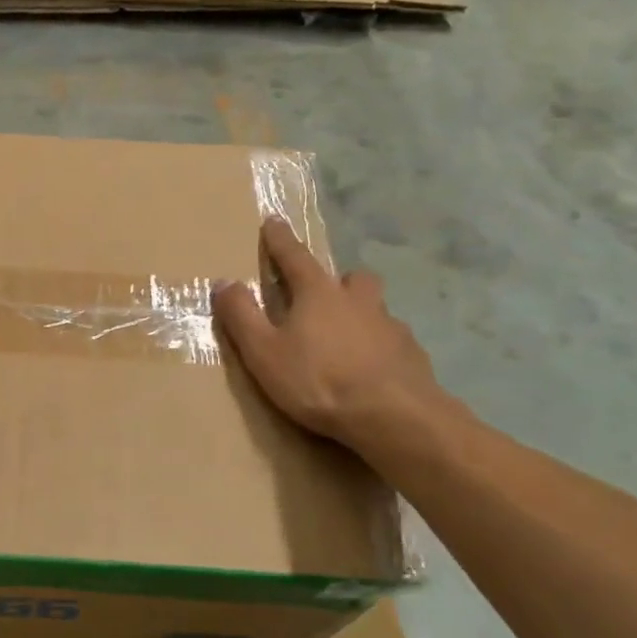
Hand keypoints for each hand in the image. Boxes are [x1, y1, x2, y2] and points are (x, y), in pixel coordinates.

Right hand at [212, 217, 440, 446]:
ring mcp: (391, 327)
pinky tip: (370, 371)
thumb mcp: (263, 352)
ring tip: (345, 340)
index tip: (273, 221)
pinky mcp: (412, 355)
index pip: (295, 257)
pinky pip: (392, 341)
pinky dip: (378, 348)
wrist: (394, 416)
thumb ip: (242, 316)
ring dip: (360, 314)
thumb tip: (224, 282)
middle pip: (350, 277)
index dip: (280, 240)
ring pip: (374, 308)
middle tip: (323, 296)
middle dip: (336, 280)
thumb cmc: (319, 380)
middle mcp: (358, 301)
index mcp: (318, 294)